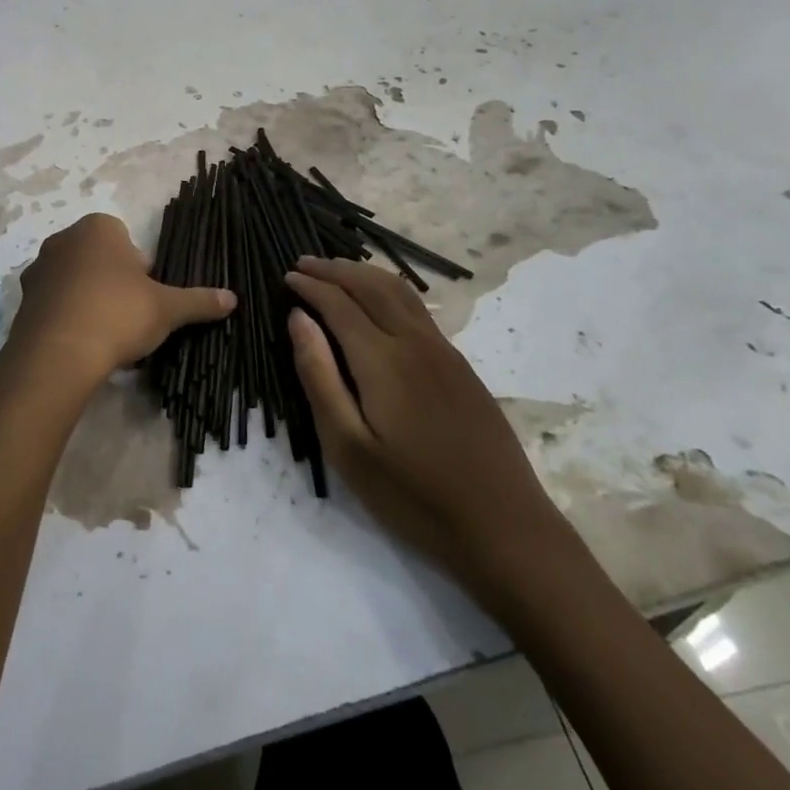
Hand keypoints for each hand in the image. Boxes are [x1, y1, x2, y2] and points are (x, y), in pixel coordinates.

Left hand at [7, 214, 235, 391]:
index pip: (126, 241)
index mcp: (98, 228)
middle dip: (115, 283)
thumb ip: (199, 300)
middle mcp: (63, 240)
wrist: (58, 354)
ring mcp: (39, 269)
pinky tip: (82, 344)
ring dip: (89, 300)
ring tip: (106, 335)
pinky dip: (68, 319)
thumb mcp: (167, 308)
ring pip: (75, 281)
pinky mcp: (23, 301)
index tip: (146, 297)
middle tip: (130, 316)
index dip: (141, 270)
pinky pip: (54, 304)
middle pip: (100, 259)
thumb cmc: (118, 314)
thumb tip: (233, 299)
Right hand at [285, 257, 576, 604]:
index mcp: (383, 360)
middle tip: (304, 264)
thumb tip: (298, 319)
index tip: (286, 277)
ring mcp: (444, 352)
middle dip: (334, 269)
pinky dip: (389, 290)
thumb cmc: (413, 495)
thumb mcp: (348, 447)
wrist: (503, 526)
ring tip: (336, 271)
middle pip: (371, 285)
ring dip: (363, 274)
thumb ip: (319, 376)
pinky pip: (418, 309)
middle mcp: (415, 342)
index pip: (339, 303)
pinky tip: (379, 303)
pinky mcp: (461, 366)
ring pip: (400, 292)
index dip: (310, 286)